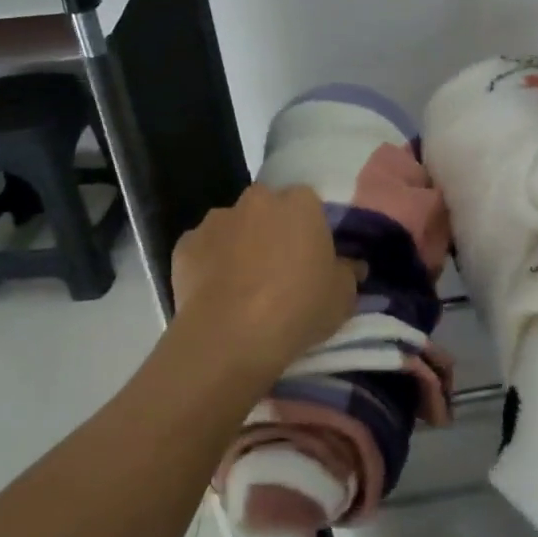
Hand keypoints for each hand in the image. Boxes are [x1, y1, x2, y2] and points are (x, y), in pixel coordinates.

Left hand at [171, 183, 356, 383]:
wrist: (230, 336)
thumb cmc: (297, 309)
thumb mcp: (342, 298)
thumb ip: (348, 273)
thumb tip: (352, 264)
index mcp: (300, 203)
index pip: (308, 204)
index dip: (309, 230)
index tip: (310, 258)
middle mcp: (257, 200)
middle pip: (268, 209)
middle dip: (272, 230)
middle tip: (278, 270)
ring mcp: (216, 219)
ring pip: (233, 226)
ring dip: (238, 245)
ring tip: (242, 286)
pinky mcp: (185, 244)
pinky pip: (203, 249)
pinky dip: (208, 264)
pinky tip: (215, 294)